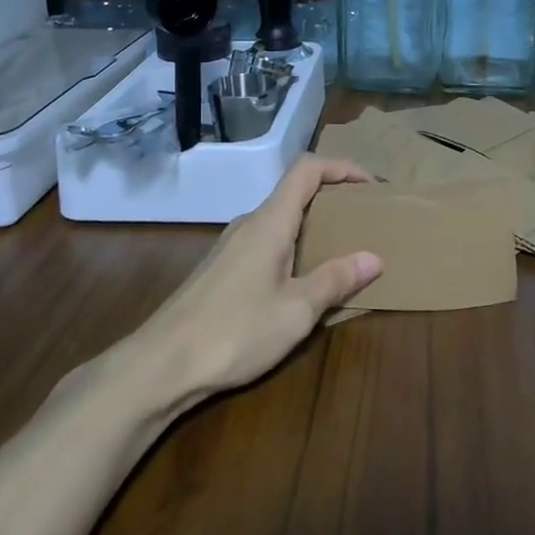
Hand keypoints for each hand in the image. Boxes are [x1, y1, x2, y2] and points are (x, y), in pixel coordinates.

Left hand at [134, 156, 382, 398]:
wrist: (160, 366)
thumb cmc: (234, 331)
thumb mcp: (296, 310)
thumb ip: (335, 280)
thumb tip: (373, 258)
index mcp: (269, 222)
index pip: (307, 170)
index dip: (342, 168)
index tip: (371, 187)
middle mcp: (249, 224)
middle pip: (295, 193)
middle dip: (333, 200)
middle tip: (364, 223)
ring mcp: (231, 247)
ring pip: (280, 221)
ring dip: (313, 227)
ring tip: (341, 254)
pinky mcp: (221, 270)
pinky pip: (266, 244)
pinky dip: (293, 249)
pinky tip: (302, 284)